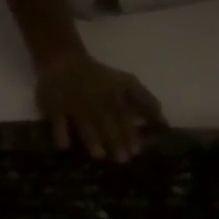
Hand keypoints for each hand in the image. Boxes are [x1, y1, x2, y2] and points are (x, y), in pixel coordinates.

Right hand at [35, 49, 163, 162]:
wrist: (63, 59)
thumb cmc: (101, 79)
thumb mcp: (126, 84)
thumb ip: (146, 102)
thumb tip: (165, 123)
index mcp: (114, 93)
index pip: (124, 114)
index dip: (131, 132)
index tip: (137, 151)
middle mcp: (95, 97)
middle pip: (107, 120)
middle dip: (116, 138)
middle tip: (123, 159)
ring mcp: (73, 100)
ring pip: (84, 120)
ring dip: (92, 137)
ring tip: (99, 156)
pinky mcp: (53, 103)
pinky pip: (57, 118)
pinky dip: (60, 131)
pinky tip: (65, 146)